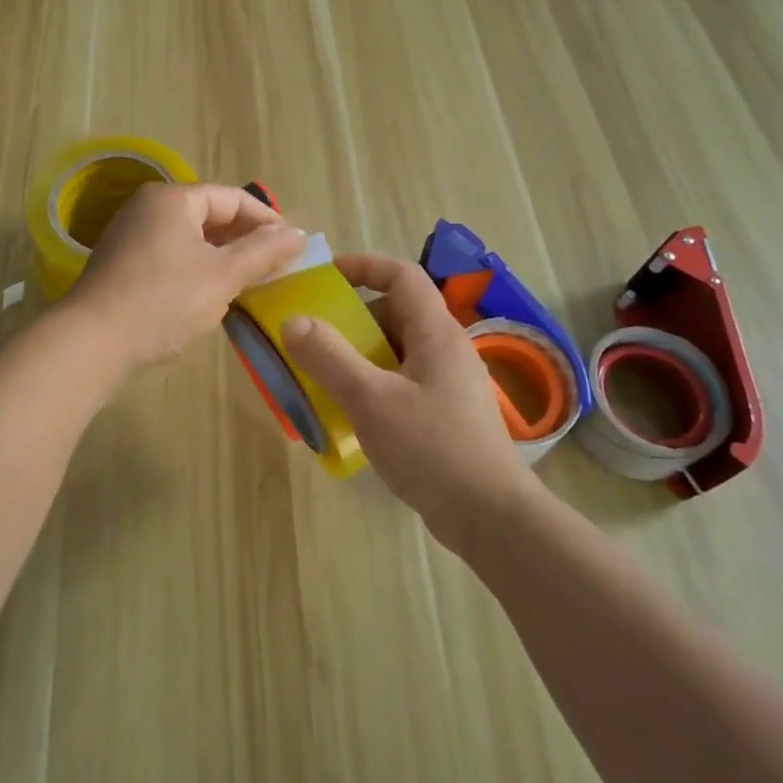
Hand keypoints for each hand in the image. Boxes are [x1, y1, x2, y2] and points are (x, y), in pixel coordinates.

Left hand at [66, 182, 306, 371]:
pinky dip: (197, 267)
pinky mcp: (123, 264)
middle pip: (209, 214)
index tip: (293, 245)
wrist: (92, 342)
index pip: (232, 198)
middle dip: (245, 239)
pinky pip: (171, 254)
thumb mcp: (223, 276)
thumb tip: (298, 233)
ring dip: (222, 256)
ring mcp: (131, 235)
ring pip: (190, 237)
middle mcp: (148, 207)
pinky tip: (212, 293)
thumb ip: (263, 252)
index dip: (266, 219)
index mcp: (173, 199)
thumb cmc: (164, 301)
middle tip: (275, 265)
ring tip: (250, 281)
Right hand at [282, 253, 537, 550]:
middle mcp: (447, 349)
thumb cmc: (432, 448)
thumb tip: (293, 321)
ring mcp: (450, 383)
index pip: (402, 275)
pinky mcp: (448, 413)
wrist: (490, 516)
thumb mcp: (371, 399)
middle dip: (354, 320)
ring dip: (361, 357)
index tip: (325, 276)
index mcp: (436, 332)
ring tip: (327, 381)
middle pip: (397, 313)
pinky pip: (404, 381)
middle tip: (317, 341)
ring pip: (398, 351)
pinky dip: (375, 385)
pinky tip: (355, 417)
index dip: (363, 266)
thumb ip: (329, 358)